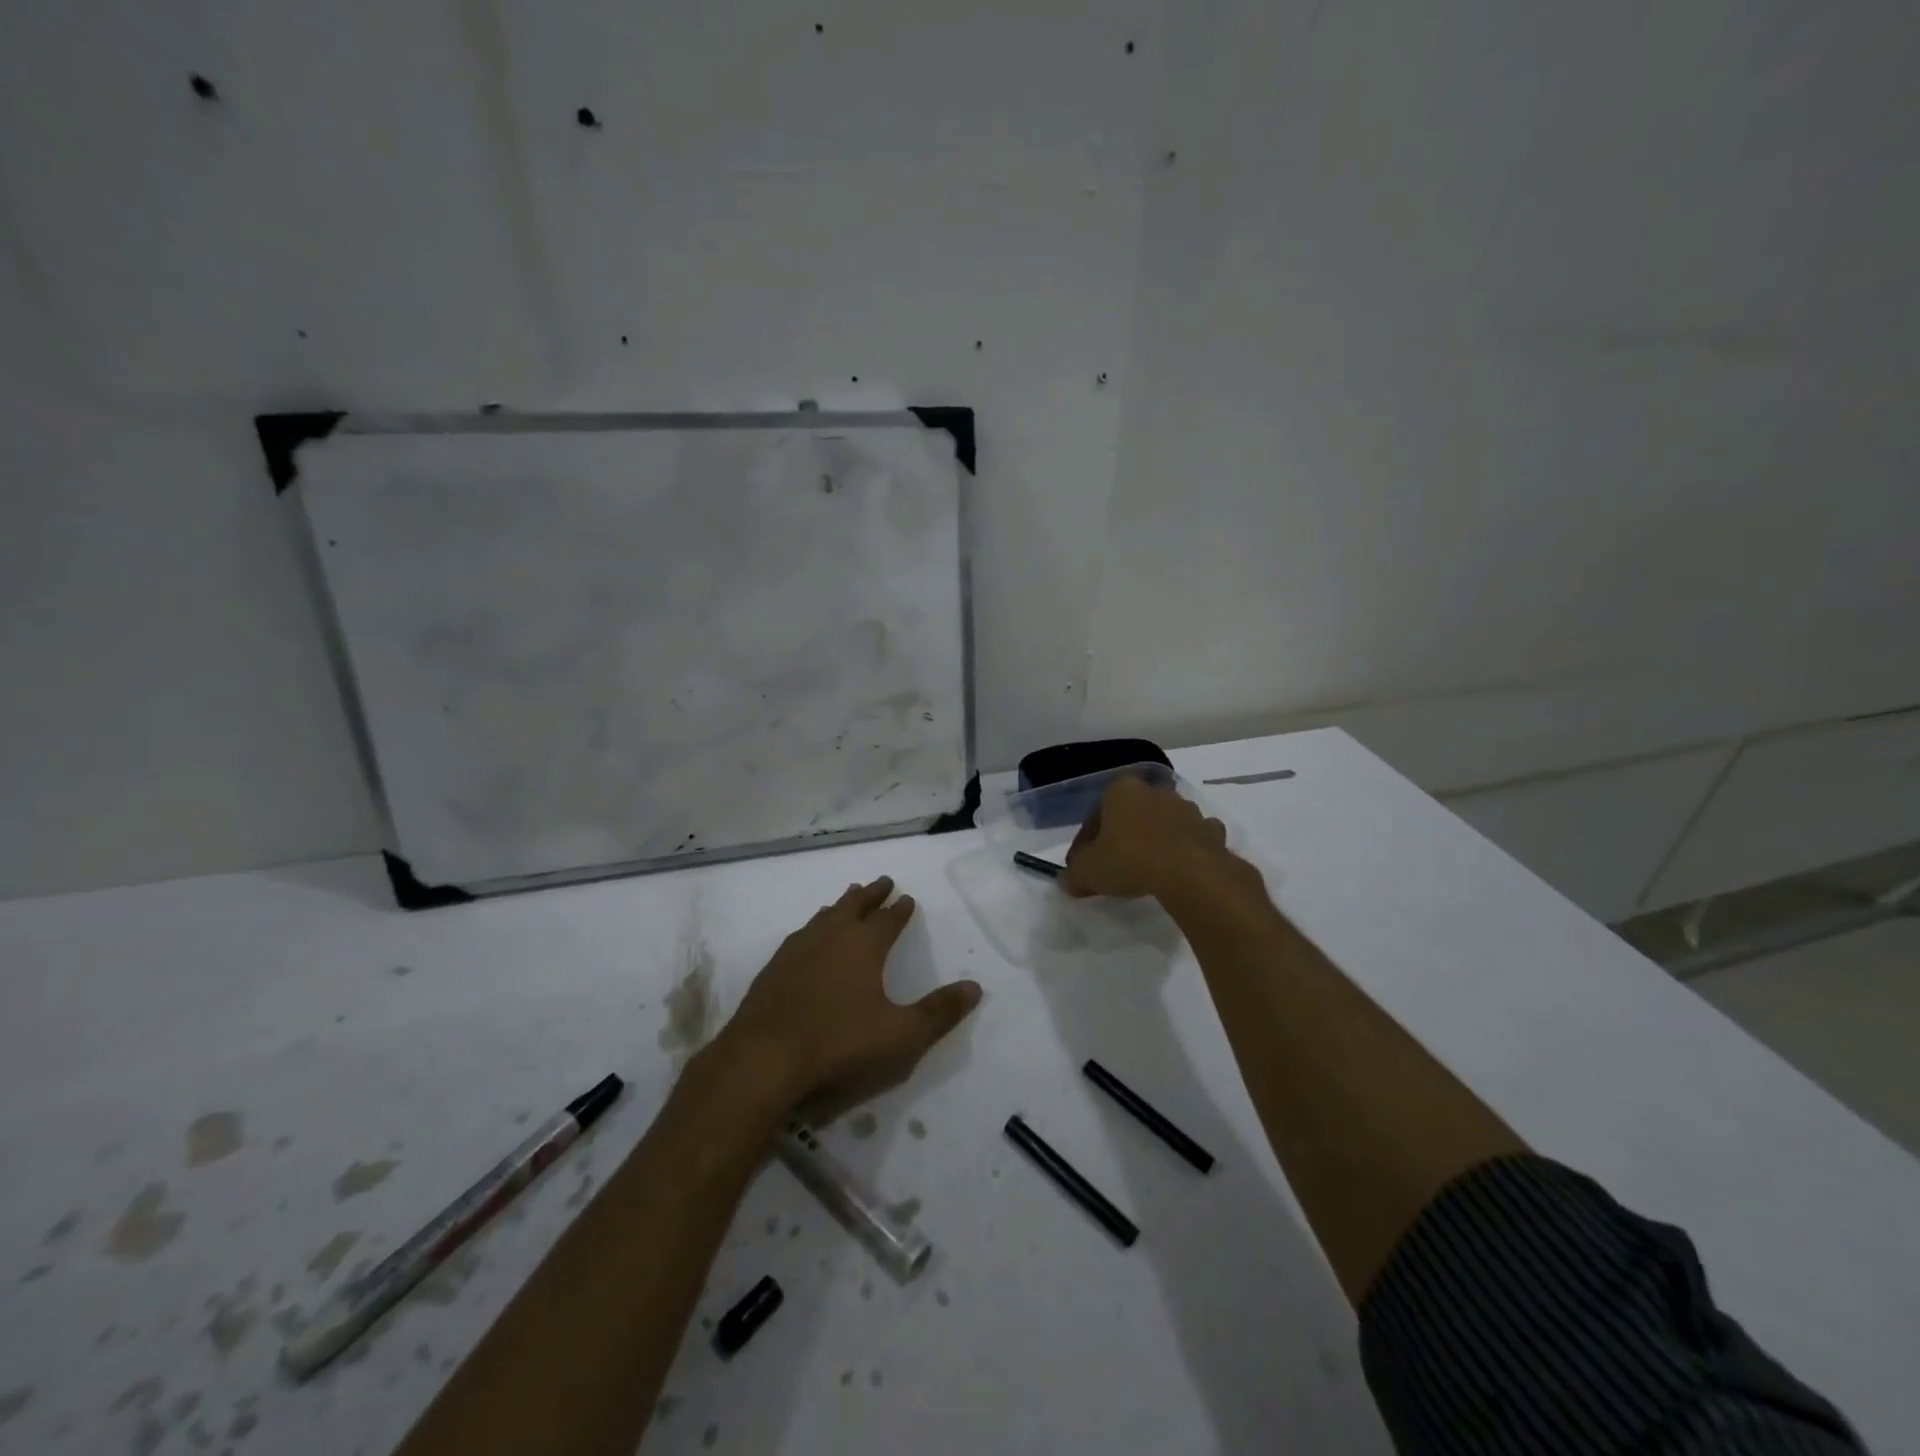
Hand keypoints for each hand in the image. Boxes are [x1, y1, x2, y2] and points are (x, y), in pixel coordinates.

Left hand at [720, 878, 981, 1113]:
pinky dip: (813, 927)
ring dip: (840, 905)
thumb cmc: (839, 1044)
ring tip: (847, 899)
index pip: (887, 919)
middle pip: (854, 906)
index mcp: (863, 945)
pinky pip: (800, 935)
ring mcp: (797, 950)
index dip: (899, 909)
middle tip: (881, 881)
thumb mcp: (901, 1036)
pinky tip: (808, 937)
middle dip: (871, 894)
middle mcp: (830, 937)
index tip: (907, 898)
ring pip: (824, 916)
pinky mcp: (773, 968)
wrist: (763, 1059)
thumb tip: (975, 987)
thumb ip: (939, 1012)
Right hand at [1059, 775, 1236, 900]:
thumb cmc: (1130, 860)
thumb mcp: (1088, 872)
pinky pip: (1192, 837)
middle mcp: (1154, 791)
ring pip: (1163, 822)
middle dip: (1121, 836)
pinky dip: (1185, 848)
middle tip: (1113, 865)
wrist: (1189, 873)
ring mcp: (1187, 809)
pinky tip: (1179, 869)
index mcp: (1121, 790)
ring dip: (1154, 840)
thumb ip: (1074, 874)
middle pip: (1130, 814)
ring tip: (1146, 869)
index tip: (1083, 865)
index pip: (1095, 815)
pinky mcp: (1211, 830)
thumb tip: (1067, 881)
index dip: (1085, 842)